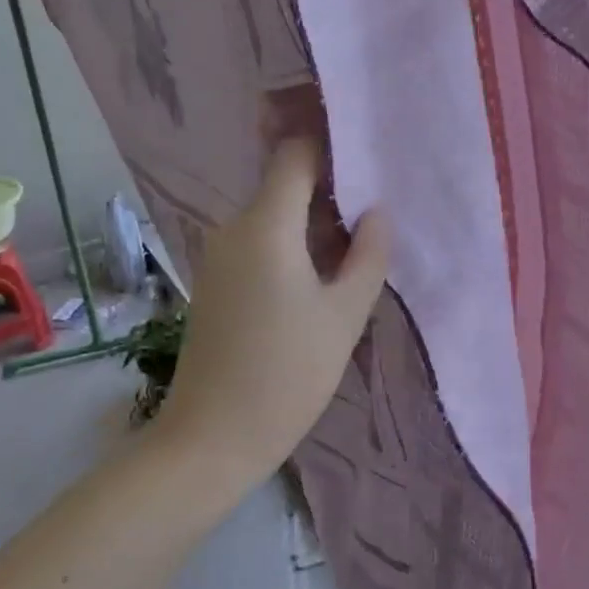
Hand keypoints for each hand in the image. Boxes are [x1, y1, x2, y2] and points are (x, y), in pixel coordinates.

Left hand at [158, 140, 389, 487]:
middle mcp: (234, 228)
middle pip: (285, 185)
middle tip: (378, 217)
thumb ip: (368, 255)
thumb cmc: (286, 374)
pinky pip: (259, 244)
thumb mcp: (344, 316)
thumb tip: (376, 212)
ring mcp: (219, 256)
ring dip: (314, 225)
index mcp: (265, 225)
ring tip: (358, 251)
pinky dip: (292, 248)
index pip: (296, 154)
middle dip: (332, 194)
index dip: (333, 149)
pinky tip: (321, 279)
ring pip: (274, 217)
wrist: (211, 439)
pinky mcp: (216, 282)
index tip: (371, 166)